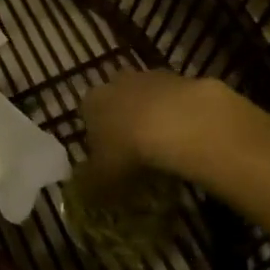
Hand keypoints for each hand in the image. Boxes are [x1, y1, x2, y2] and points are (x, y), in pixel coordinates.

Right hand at [78, 70, 232, 189]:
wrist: (178, 123)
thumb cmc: (128, 150)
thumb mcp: (101, 179)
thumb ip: (89, 185)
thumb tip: (82, 192)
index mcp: (91, 102)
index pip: (87, 118)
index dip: (97, 141)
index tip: (110, 163)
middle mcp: (115, 83)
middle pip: (117, 104)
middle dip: (125, 125)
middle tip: (138, 156)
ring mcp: (149, 77)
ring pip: (147, 100)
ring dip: (153, 119)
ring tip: (165, 151)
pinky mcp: (181, 78)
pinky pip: (175, 102)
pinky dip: (179, 118)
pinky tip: (187, 141)